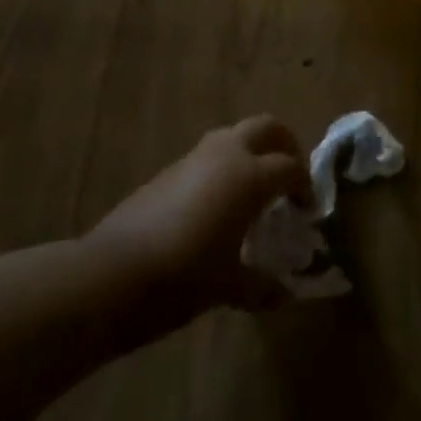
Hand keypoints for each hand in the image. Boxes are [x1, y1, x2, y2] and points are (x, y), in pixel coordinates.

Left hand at [89, 116, 311, 322]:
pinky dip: (223, 169)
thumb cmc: (184, 277)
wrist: (113, 274)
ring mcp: (194, 158)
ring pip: (234, 136)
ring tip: (253, 191)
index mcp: (250, 176)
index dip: (304, 186)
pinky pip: (208, 157)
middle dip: (285, 144)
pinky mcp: (168, 170)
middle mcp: (226, 155)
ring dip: (251, 153)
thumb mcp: (229, 287)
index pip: (290, 167)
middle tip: (290, 175)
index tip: (306, 210)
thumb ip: (261, 285)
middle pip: (266, 128)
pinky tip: (217, 206)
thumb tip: (283, 293)